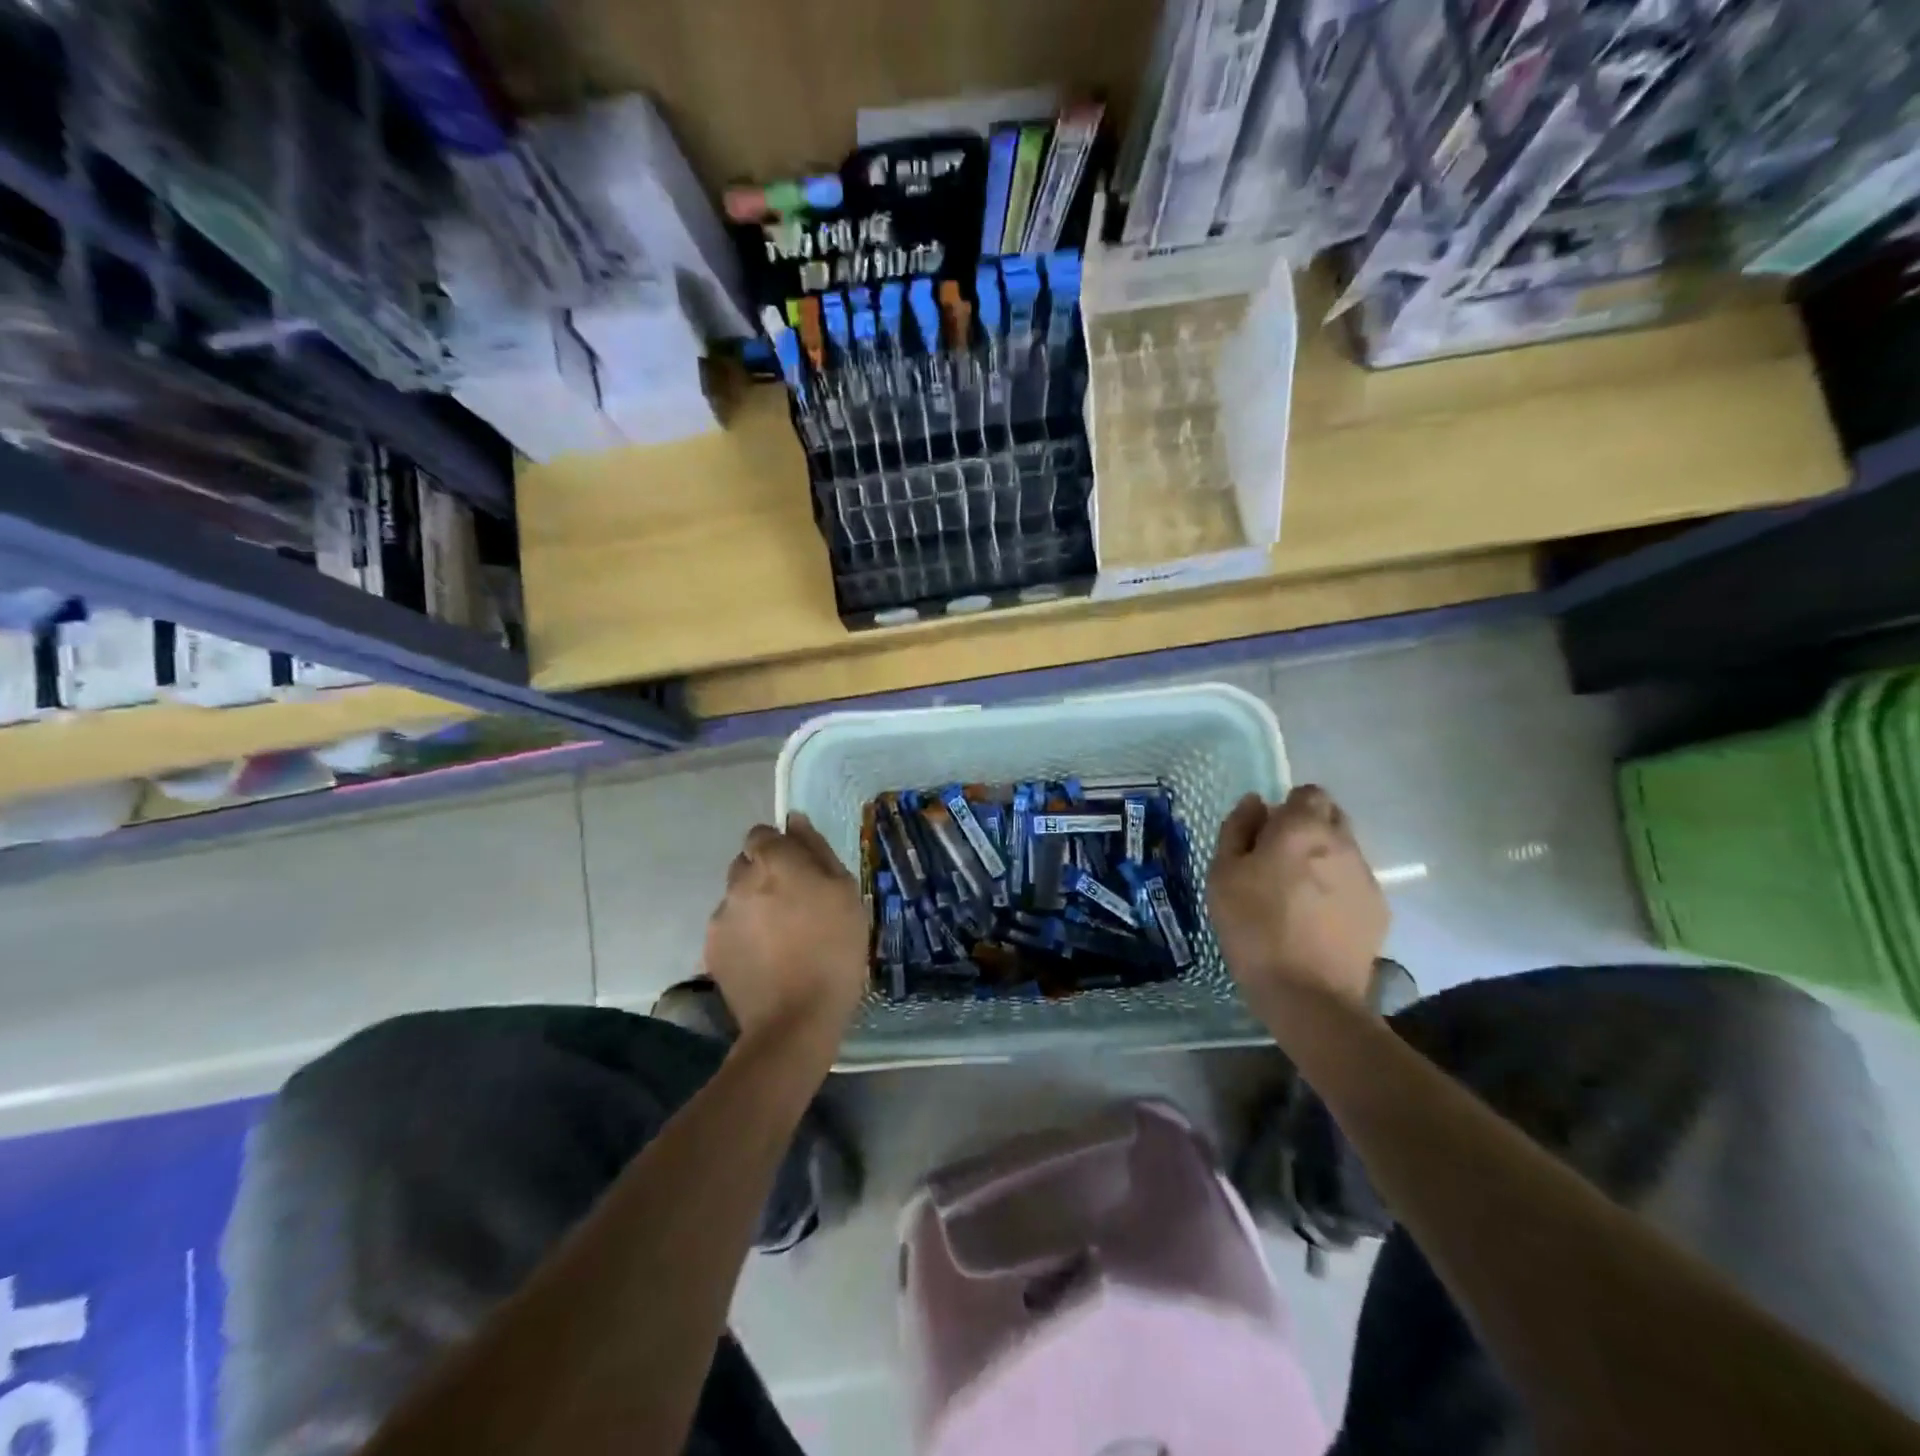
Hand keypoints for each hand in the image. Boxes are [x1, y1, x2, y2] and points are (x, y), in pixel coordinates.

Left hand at [702, 814, 868, 1042]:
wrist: (796, 1019)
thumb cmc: (834, 949)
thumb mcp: (845, 892)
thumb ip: (816, 850)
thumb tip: (795, 820)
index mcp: (775, 862)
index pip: (762, 834)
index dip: (780, 848)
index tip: (801, 870)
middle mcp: (739, 881)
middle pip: (747, 863)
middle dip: (766, 874)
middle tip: (795, 904)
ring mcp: (721, 916)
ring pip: (736, 896)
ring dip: (754, 904)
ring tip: (780, 936)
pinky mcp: (712, 948)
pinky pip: (729, 927)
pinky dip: (744, 933)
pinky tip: (765, 957)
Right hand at [1207, 785, 1387, 1017]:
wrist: (1308, 994)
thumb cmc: (1253, 926)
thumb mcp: (1223, 874)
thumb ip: (1237, 829)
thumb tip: (1255, 803)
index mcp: (1302, 828)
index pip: (1308, 793)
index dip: (1286, 808)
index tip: (1266, 835)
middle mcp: (1342, 842)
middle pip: (1331, 817)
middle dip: (1308, 828)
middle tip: (1279, 861)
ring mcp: (1366, 877)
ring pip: (1344, 850)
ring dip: (1323, 859)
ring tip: (1297, 895)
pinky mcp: (1378, 909)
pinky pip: (1355, 883)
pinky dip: (1337, 889)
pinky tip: (1317, 919)